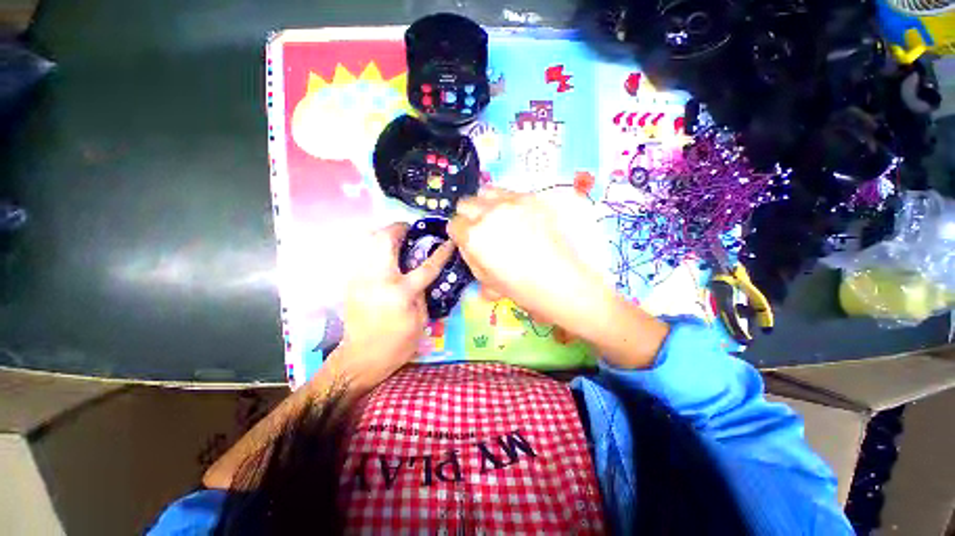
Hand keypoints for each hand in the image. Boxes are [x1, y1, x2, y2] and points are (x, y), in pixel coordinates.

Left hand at [328, 222, 452, 391]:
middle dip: (399, 228)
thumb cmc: (397, 344)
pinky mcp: (351, 282)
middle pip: (385, 240)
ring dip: (385, 235)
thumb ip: (422, 292)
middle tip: (411, 230)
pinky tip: (385, 255)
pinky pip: (363, 254)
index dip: (440, 252)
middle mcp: (377, 279)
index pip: (425, 266)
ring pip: (368, 242)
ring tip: (398, 239)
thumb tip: (422, 274)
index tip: (449, 241)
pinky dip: (375, 247)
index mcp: (400, 292)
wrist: (361, 358)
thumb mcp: (420, 321)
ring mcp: (360, 279)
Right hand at [448, 187, 608, 333]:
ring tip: (499, 219)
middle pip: (466, 203)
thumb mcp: (487, 281)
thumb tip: (469, 245)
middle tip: (482, 230)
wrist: (563, 281)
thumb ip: (471, 258)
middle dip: (469, 217)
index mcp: (474, 236)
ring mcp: (513, 202)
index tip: (467, 241)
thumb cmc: (522, 288)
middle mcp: (490, 213)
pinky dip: (508, 203)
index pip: (454, 224)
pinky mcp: (533, 198)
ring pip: (487, 191)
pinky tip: (520, 218)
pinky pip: (511, 193)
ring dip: (487, 204)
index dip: (460, 235)